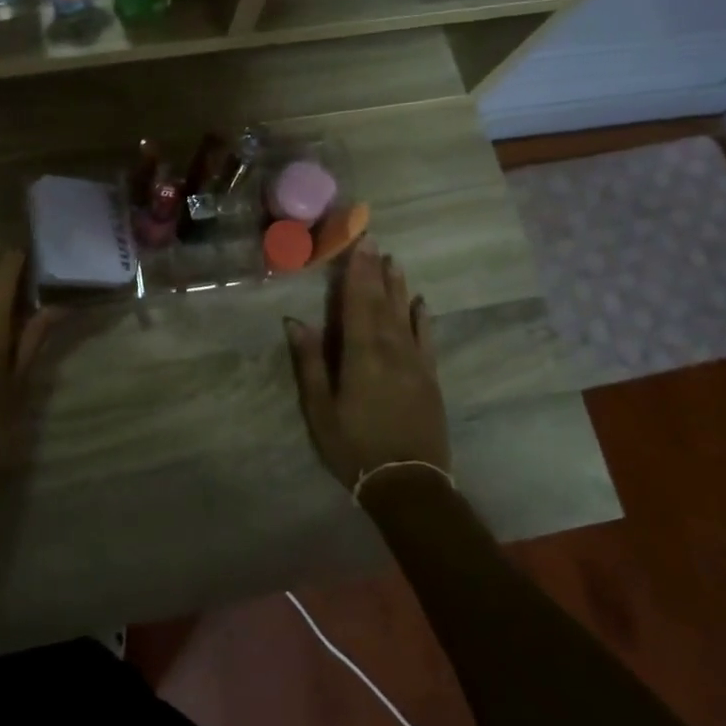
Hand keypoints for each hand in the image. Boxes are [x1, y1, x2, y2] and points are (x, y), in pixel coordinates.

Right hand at [285, 241, 448, 493]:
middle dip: (376, 270)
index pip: (357, 303)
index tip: (359, 242)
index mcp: (361, 354)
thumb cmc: (354, 446)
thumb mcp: (320, 409)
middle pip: (382, 302)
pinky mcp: (430, 378)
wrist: (409, 484)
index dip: (357, 272)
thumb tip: (295, 321)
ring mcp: (415, 363)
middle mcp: (392, 350)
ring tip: (394, 261)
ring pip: (405, 315)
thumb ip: (310, 362)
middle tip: (375, 240)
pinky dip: (423, 318)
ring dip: (398, 287)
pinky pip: (427, 339)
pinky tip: (422, 303)